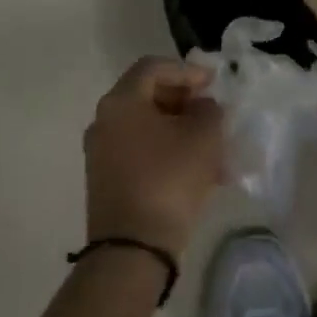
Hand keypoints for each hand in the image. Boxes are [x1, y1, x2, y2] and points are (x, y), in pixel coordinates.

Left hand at [85, 57, 224, 256]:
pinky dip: (168, 151)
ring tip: (213, 145)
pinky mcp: (107, 180)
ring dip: (180, 128)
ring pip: (147, 126)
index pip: (153, 67)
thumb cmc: (169, 179)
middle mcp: (104, 121)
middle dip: (185, 100)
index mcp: (121, 102)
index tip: (214, 82)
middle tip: (212, 110)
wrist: (133, 249)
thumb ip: (209, 110)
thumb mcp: (203, 137)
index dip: (187, 69)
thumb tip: (202, 107)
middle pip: (147, 95)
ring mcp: (102, 153)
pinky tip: (199, 170)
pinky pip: (142, 151)